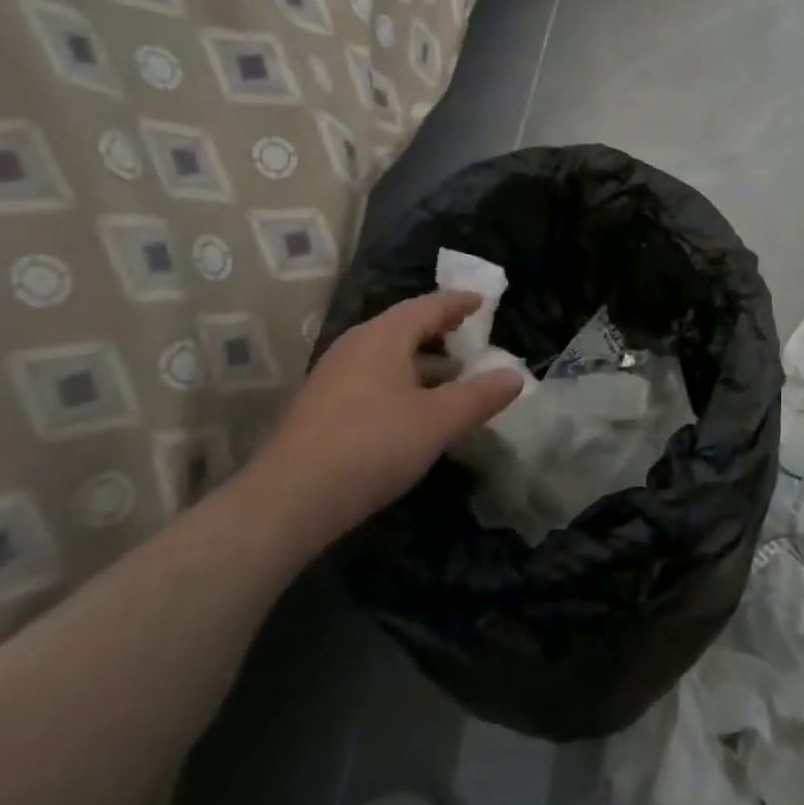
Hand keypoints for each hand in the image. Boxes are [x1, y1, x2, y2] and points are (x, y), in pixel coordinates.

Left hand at [238, 291, 524, 556]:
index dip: (457, 302)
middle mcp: (354, 347)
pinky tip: (414, 411)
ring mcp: (332, 378)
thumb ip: (481, 396)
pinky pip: (371, 380)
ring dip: (421, 362)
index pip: (427, 306)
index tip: (481, 301)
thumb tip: (516, 376)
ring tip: (451, 377)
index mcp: (383, 337)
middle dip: (439, 331)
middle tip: (468, 335)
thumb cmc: (372, 446)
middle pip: (403, 327)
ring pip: (386, 357)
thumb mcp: (439, 421)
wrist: (287, 503)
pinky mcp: (320, 409)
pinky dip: (401, 383)